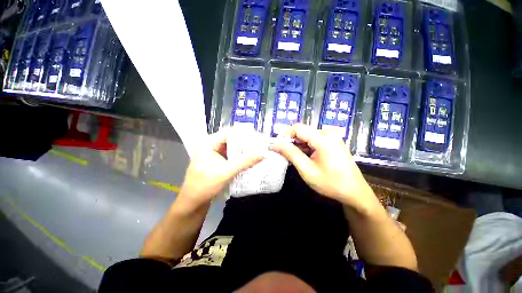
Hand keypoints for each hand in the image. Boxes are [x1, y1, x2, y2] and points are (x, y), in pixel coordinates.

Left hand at [179, 129, 263, 207]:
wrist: (192, 202)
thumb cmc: (206, 185)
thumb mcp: (227, 172)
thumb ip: (245, 162)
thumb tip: (262, 153)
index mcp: (209, 142)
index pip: (230, 132)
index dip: (245, 134)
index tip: (258, 139)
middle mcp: (209, 144)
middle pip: (230, 139)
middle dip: (245, 143)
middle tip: (259, 146)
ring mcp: (211, 152)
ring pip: (230, 147)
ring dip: (241, 150)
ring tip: (256, 152)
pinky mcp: (214, 160)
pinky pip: (228, 154)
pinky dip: (237, 156)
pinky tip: (246, 159)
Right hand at [270, 124, 379, 214]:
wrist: (354, 192)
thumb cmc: (330, 183)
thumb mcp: (307, 169)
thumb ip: (290, 154)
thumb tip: (275, 144)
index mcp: (323, 138)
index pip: (297, 128)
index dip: (284, 135)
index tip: (276, 145)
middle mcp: (328, 133)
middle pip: (302, 131)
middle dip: (290, 141)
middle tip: (283, 154)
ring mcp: (332, 137)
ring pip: (307, 135)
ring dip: (298, 145)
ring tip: (293, 157)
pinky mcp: (332, 141)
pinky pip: (314, 140)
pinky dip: (305, 146)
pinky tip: (303, 157)